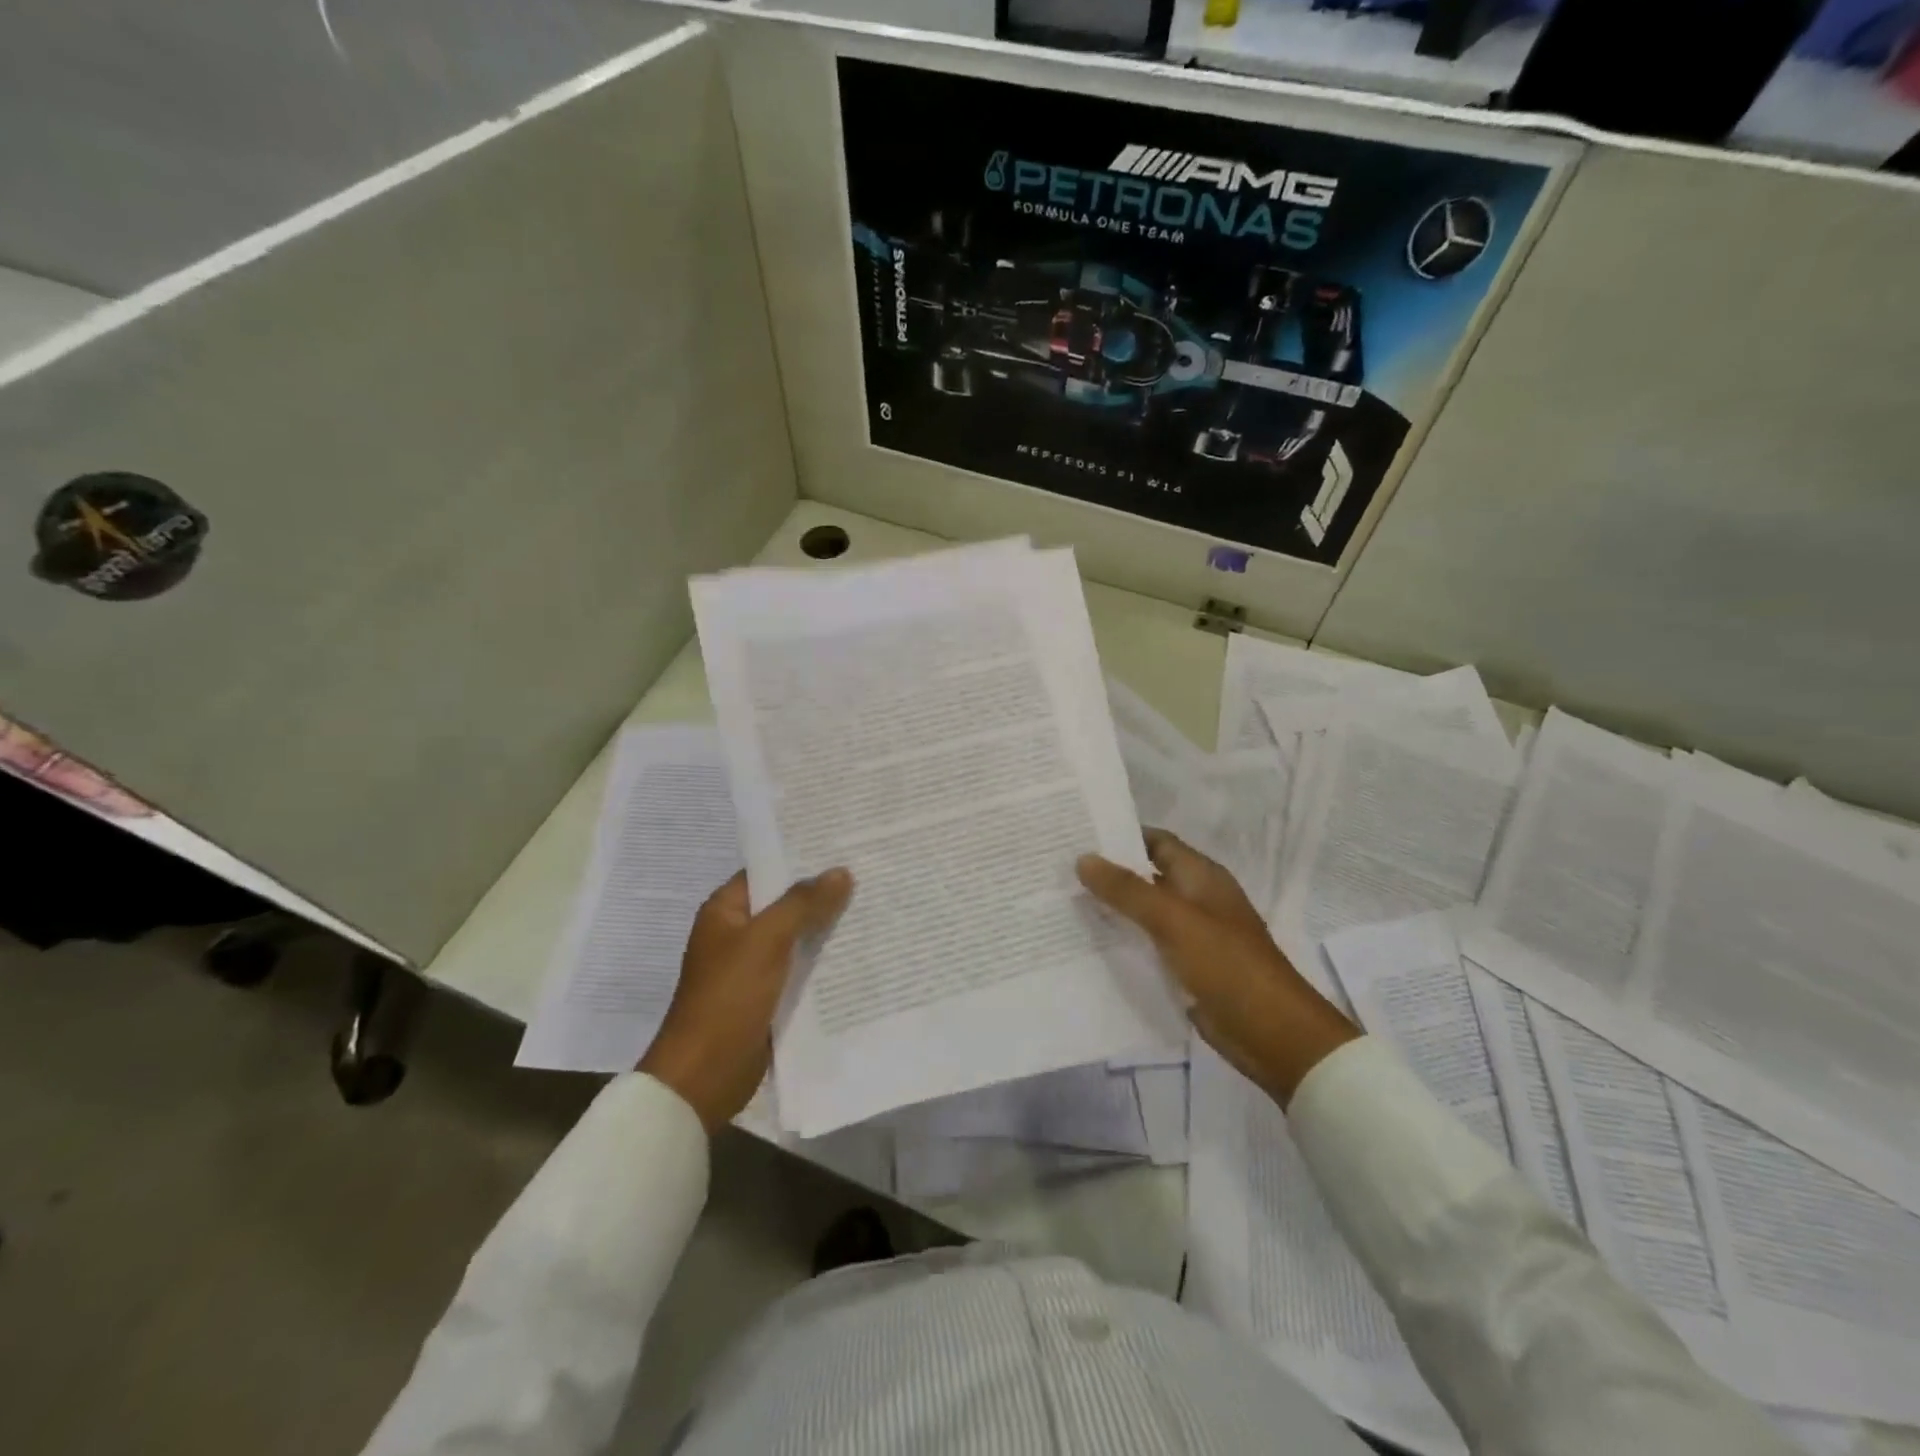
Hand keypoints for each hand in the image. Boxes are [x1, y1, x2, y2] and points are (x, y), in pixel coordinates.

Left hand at [638, 868, 852, 1132]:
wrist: (705, 1075)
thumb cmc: (728, 998)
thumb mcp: (766, 941)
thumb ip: (803, 904)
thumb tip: (841, 872)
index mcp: (725, 911)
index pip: (767, 872)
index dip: (802, 859)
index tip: (843, 847)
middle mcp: (738, 933)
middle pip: (785, 904)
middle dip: (823, 894)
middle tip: (869, 874)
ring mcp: (753, 966)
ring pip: (797, 937)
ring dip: (827, 929)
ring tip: (873, 907)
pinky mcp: (768, 996)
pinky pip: (800, 969)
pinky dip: (823, 961)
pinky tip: (859, 953)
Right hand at [1078, 830, 1357, 1105]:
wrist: (1271, 1033)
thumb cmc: (1226, 964)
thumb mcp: (1172, 919)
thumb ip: (1126, 889)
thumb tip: (1083, 858)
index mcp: (1201, 876)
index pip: (1156, 842)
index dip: (1120, 835)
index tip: (1077, 834)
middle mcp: (1195, 899)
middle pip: (1145, 876)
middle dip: (1107, 873)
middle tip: (1058, 870)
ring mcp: (1190, 935)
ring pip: (1142, 913)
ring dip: (1110, 909)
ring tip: (1061, 903)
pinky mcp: (1184, 968)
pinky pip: (1146, 946)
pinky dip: (1121, 942)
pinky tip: (1085, 945)